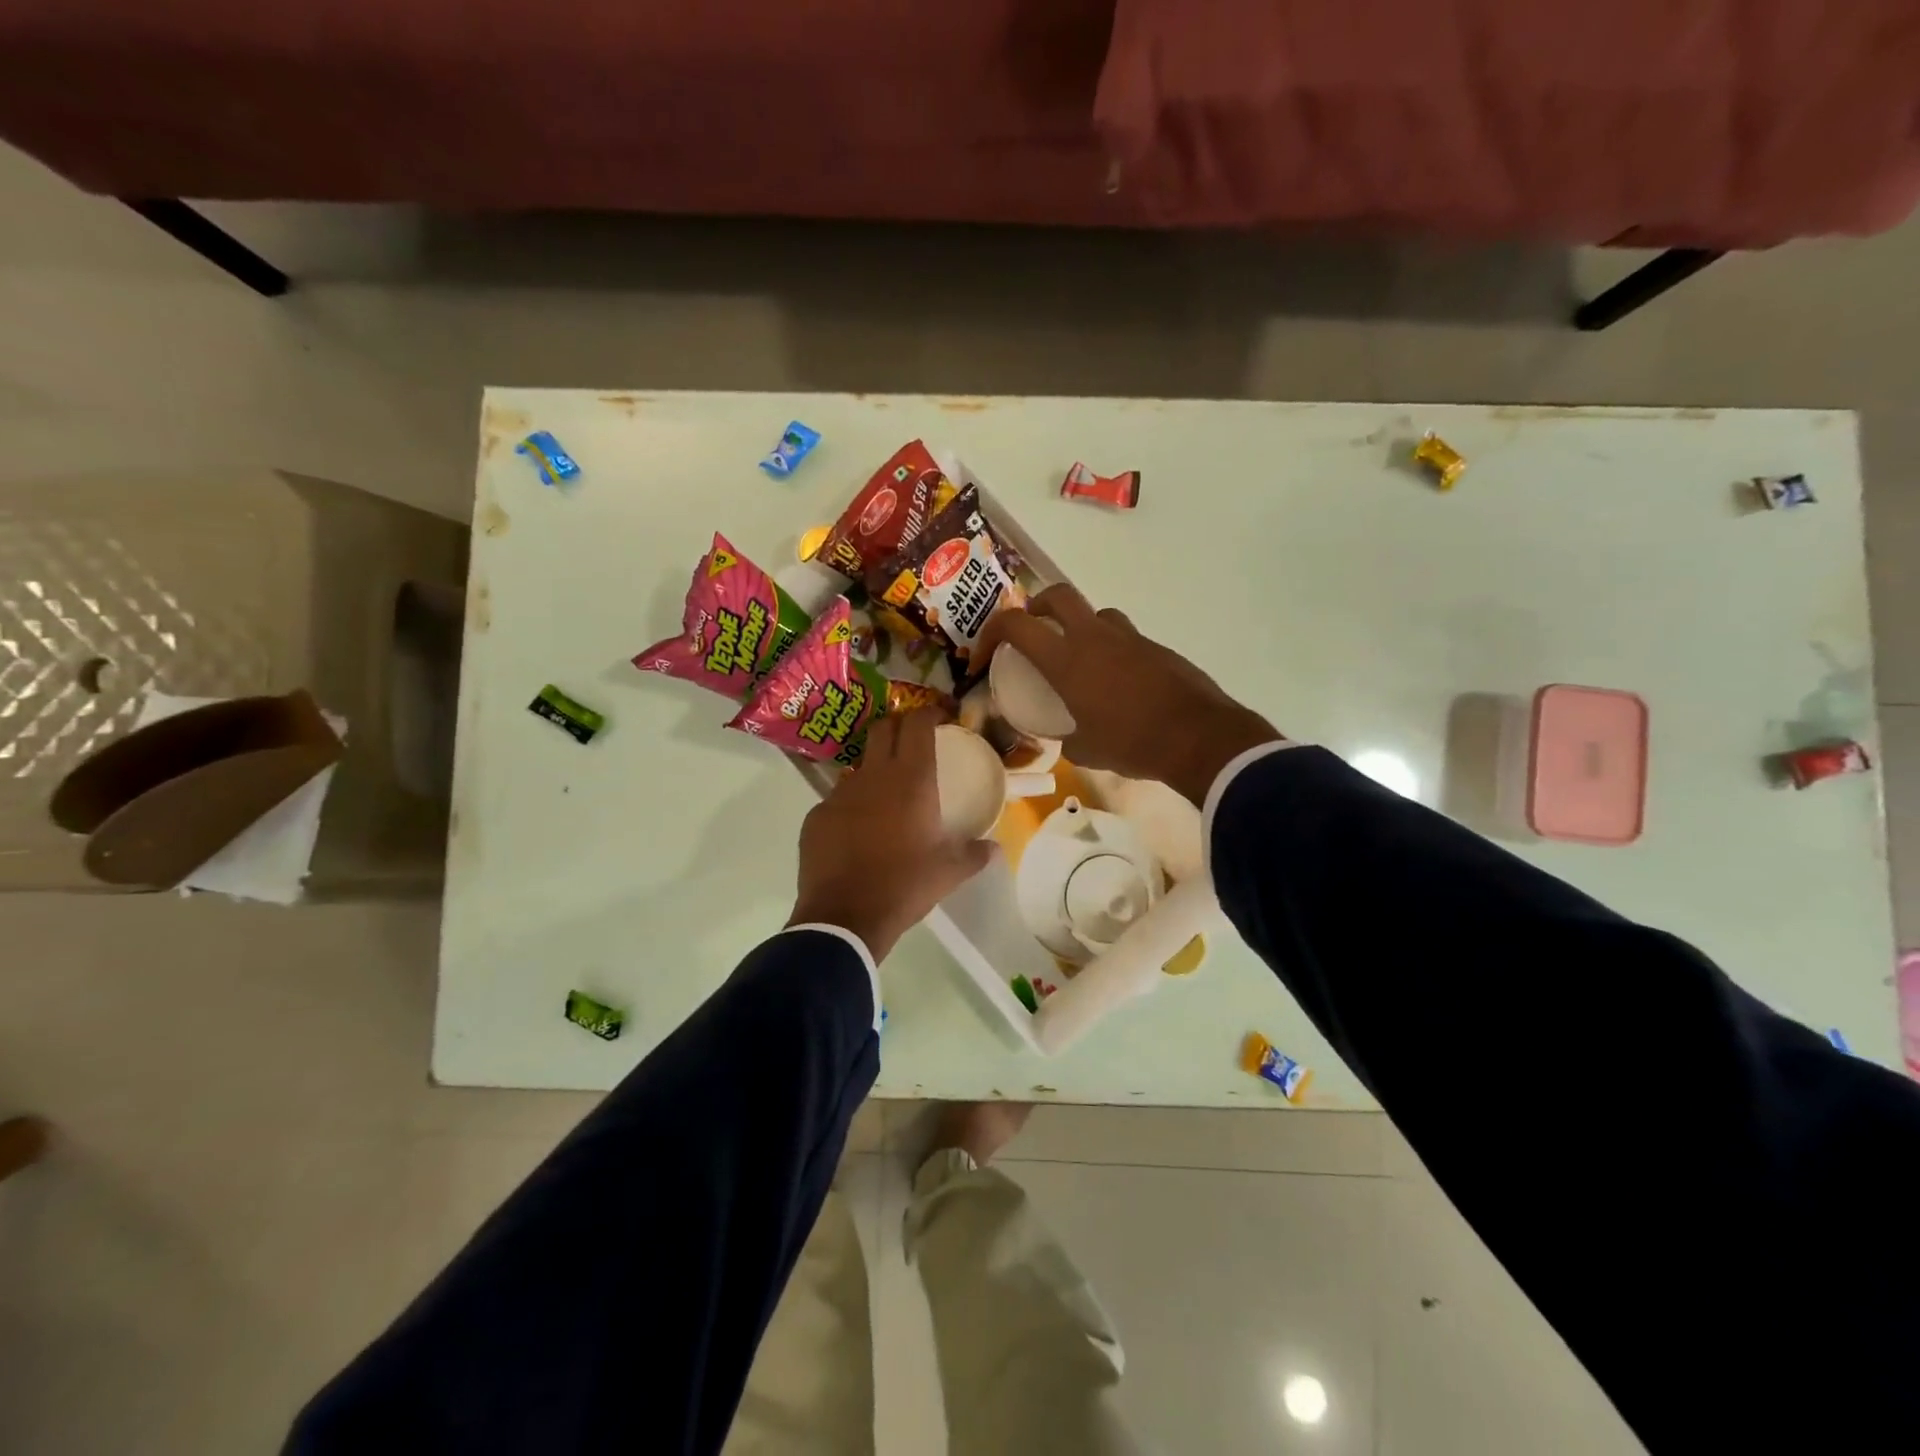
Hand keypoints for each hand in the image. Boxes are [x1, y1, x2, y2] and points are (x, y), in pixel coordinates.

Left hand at [788, 708, 997, 961]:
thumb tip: (995, 848)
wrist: (844, 917)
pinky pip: (837, 800)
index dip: (929, 713)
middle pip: (883, 729)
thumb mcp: (949, 873)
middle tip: (912, 742)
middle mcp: (873, 776)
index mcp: (910, 780)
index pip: (917, 724)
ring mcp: (839, 794)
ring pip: (859, 767)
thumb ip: (974, 854)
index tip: (939, 718)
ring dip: (874, 771)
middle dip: (898, 727)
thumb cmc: (904, 886)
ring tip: (886, 798)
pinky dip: (851, 807)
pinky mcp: (816, 815)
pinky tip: (857, 833)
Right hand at [974, 584, 1281, 804]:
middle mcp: (1095, 638)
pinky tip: (1118, 685)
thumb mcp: (1087, 750)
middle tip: (1032, 631)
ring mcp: (1130, 638)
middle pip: (1057, 595)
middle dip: (1037, 607)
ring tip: (1078, 661)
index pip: (1015, 625)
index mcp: (1067, 660)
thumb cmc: (1133, 744)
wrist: (1199, 738)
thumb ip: (1067, 738)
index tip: (983, 658)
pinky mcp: (1157, 648)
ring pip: (1096, 614)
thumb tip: (1065, 737)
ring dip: (1079, 627)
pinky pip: (1125, 638)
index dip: (990, 634)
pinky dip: (1112, 651)